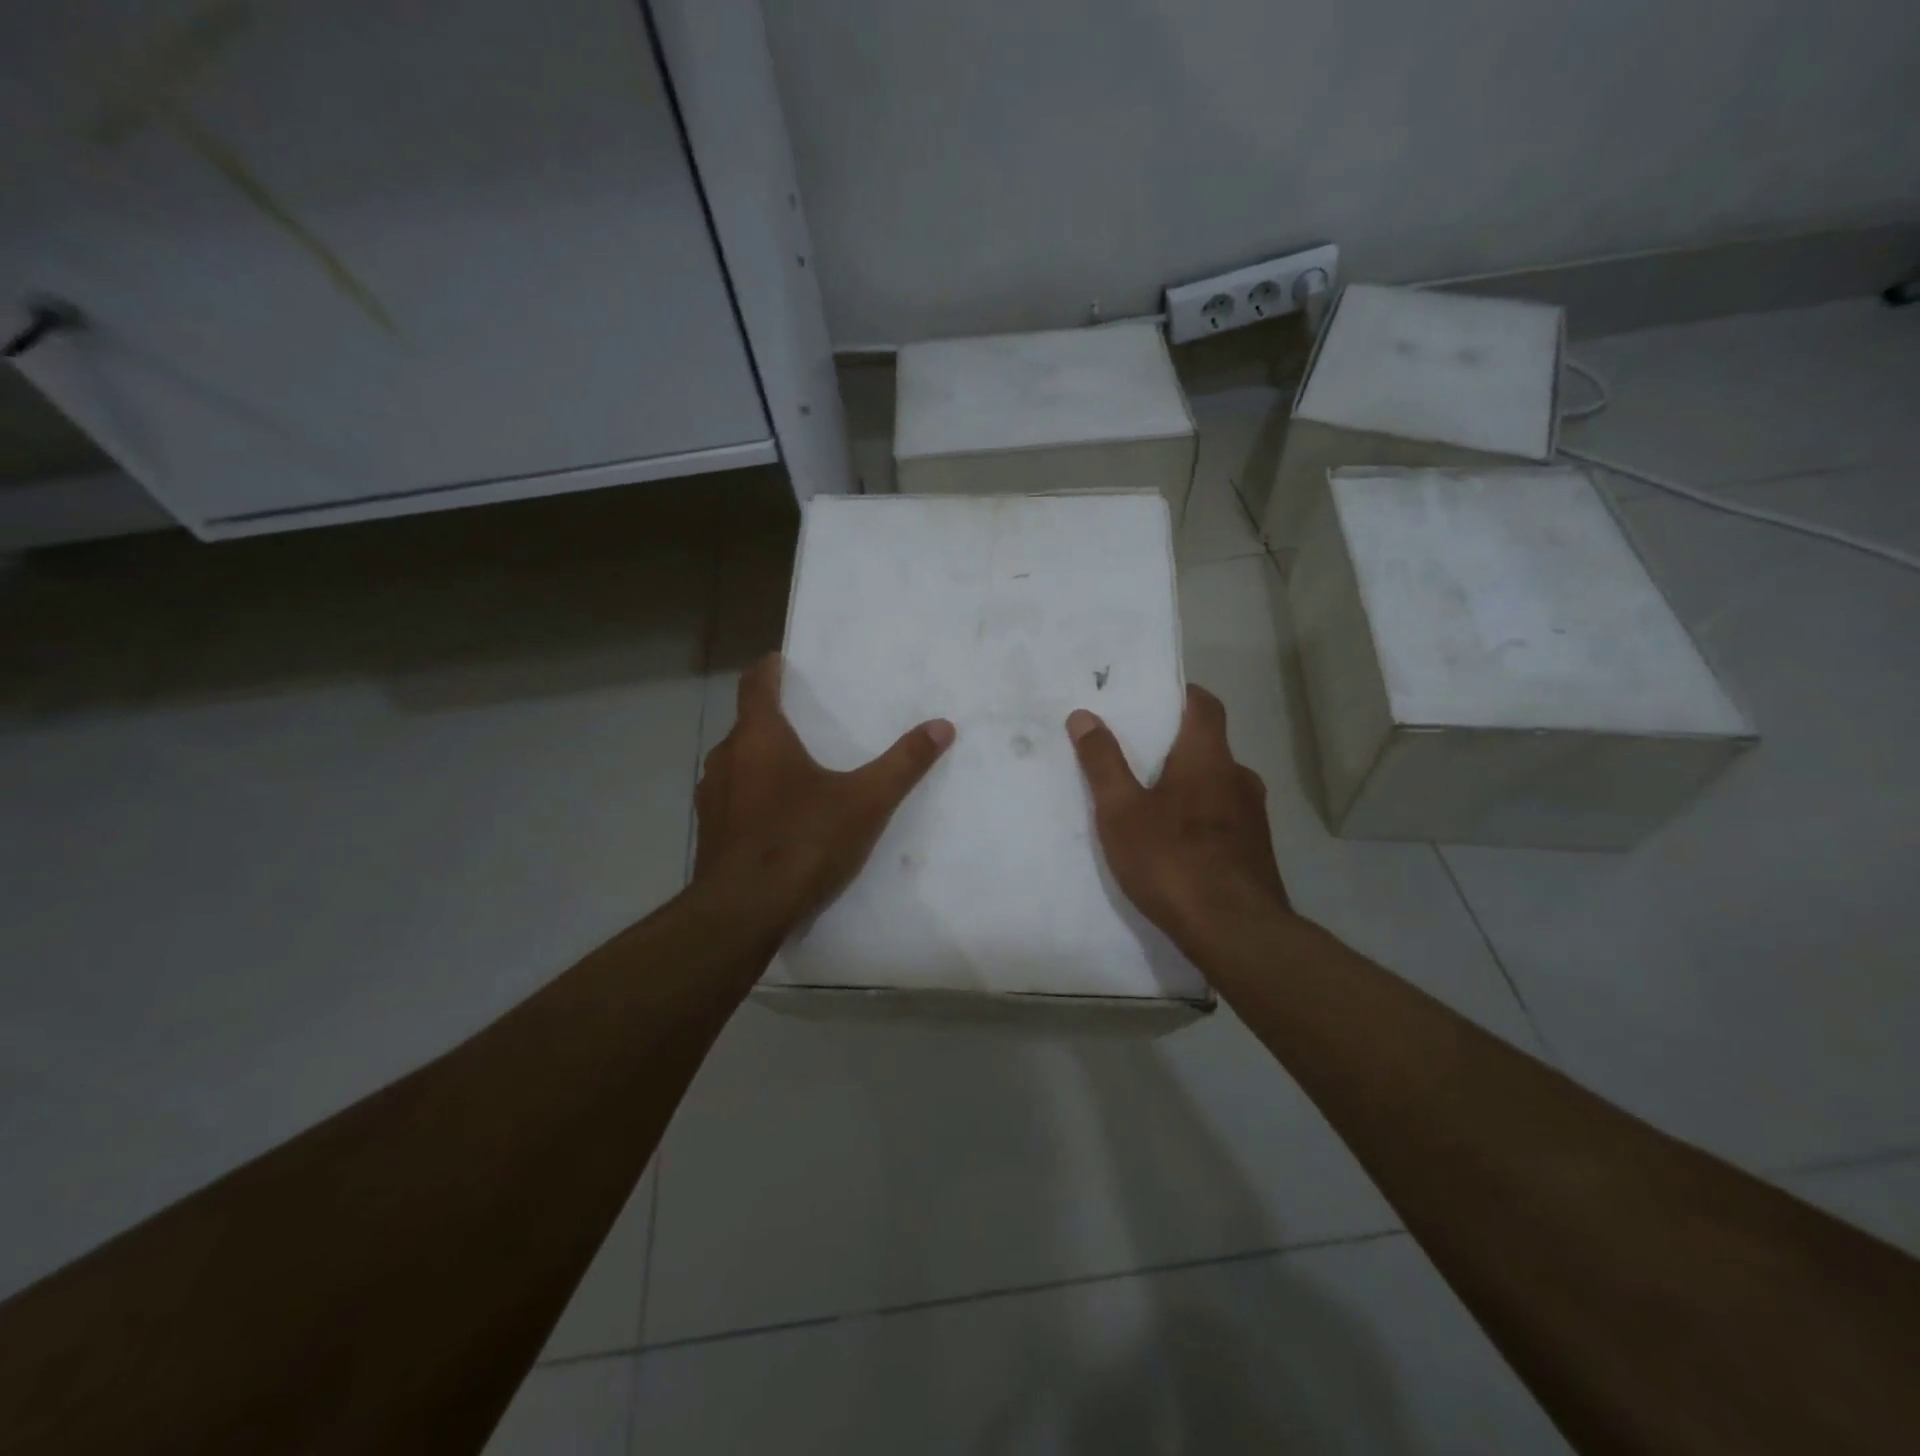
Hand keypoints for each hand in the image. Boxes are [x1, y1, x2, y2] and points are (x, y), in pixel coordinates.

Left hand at [694, 654, 954, 928]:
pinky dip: (753, 796)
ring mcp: (712, 798)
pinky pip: (732, 799)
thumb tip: (942, 725)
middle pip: (747, 725)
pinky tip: (778, 819)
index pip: (755, 685)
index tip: (779, 661)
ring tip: (795, 770)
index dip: (768, 669)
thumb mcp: (865, 801)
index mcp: (760, 738)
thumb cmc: (802, 841)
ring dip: (761, 760)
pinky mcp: (710, 834)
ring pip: (737, 764)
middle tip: (805, 722)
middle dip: (773, 720)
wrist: (743, 912)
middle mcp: (727, 758)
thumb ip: (903, 763)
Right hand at [1067, 685, 1290, 947]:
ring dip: (1187, 785)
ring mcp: (1254, 816)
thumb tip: (1084, 715)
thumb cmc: (1172, 860)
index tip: (1152, 696)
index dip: (1181, 694)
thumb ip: (1103, 762)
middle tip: (1135, 755)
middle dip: (1174, 746)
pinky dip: (1199, 816)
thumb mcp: (1121, 811)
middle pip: (1208, 745)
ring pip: (1216, 784)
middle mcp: (1239, 777)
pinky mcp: (1256, 850)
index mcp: (1209, 758)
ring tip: (1148, 804)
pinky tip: (1173, 845)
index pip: (1204, 705)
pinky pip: (1223, 817)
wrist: (1236, 932)